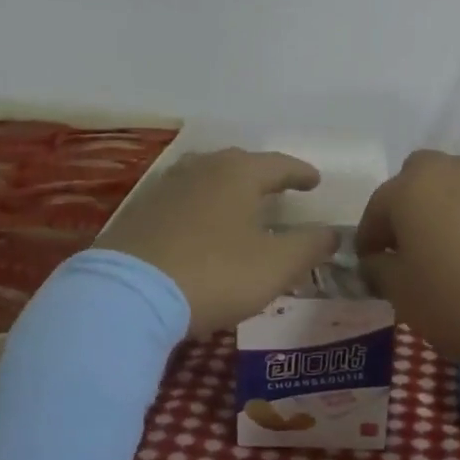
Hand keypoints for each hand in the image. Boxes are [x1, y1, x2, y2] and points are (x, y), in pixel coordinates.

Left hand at [96, 148, 337, 336]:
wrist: (127, 296)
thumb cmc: (214, 273)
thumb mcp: (275, 266)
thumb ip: (309, 246)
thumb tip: (333, 233)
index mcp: (238, 173)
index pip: (279, 164)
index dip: (300, 173)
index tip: (315, 181)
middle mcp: (202, 168)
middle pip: (239, 163)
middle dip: (262, 175)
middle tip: (278, 188)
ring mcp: (166, 187)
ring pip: (206, 177)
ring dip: (227, 187)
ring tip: (239, 203)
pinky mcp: (139, 211)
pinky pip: (181, 198)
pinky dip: (199, 205)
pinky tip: (199, 223)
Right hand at [355, 149, 459, 375]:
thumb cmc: (459, 301)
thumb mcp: (403, 294)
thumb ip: (380, 269)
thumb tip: (377, 260)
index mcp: (412, 188)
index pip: (378, 206)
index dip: (369, 236)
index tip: (369, 261)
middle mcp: (451, 171)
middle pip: (418, 178)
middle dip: (408, 205)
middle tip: (409, 245)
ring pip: (456, 185)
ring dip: (445, 207)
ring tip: (449, 248)